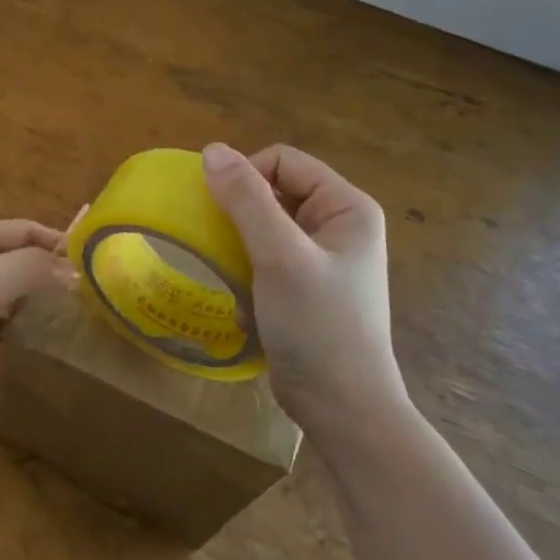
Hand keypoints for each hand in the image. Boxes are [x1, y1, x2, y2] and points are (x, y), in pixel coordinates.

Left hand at [0, 220, 76, 436]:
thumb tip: (74, 272)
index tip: (87, 259)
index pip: (17, 229)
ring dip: (29, 296)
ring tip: (63, 311)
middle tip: (81, 288)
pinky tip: (28, 337)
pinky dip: (12, 324)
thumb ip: (32, 269)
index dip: (51, 238)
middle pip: (9, 257)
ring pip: (1, 290)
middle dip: (43, 267)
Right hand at [202, 142, 403, 433]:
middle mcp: (338, 225)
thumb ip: (246, 200)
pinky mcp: (306, 287)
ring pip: (264, 226)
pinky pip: (265, 258)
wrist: (342, 409)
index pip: (283, 161)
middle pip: (273, 191)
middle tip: (225, 245)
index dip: (247, 176)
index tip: (222, 212)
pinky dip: (249, 273)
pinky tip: (249, 303)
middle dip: (242, 216)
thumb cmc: (318, 325)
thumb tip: (212, 150)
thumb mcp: (279, 256)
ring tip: (237, 276)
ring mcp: (323, 258)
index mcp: (347, 207)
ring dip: (241, 248)